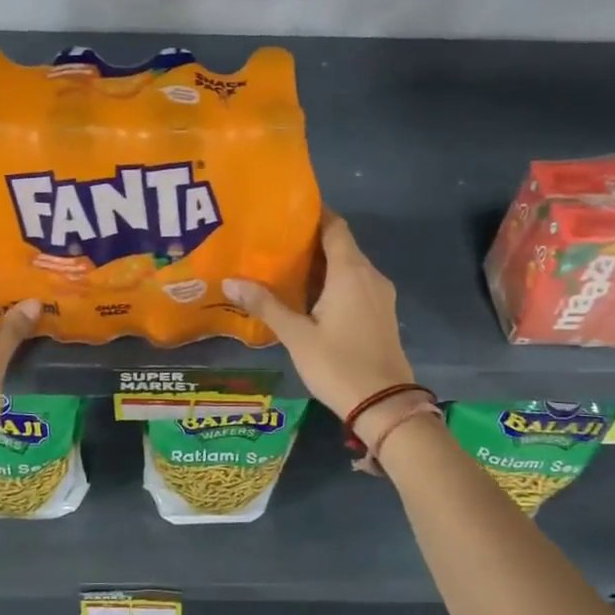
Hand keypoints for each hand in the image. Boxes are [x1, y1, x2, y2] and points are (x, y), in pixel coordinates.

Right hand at [224, 212, 417, 441]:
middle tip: (275, 240)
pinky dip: (335, 281)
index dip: (314, 214)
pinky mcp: (383, 313)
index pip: (335, 226)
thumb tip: (230, 282)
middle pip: (341, 245)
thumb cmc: (338, 364)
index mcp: (350, 272)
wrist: (385, 405)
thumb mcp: (297, 336)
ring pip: (350, 266)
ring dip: (323, 263)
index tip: (287, 210)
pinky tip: (311, 295)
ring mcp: (381, 295)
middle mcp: (370, 275)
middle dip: (311, 240)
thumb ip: (266, 305)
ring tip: (286, 266)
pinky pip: (357, 284)